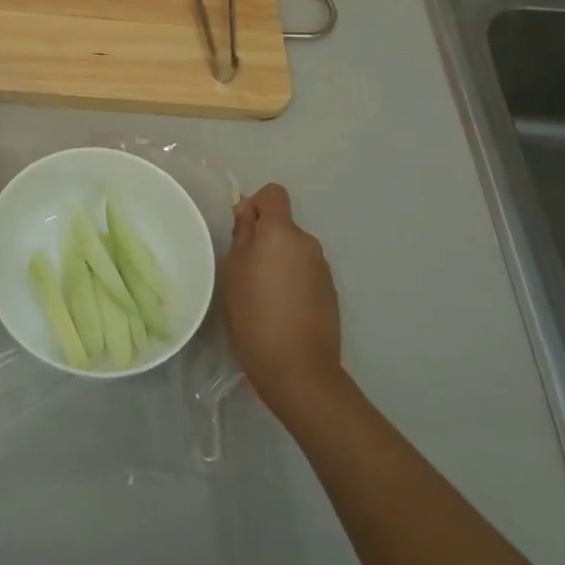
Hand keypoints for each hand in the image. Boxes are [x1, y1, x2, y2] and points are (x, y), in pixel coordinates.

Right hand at [221, 183, 341, 423]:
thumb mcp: (233, 271)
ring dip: (279, 262)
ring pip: (294, 251)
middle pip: (283, 226)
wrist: (299, 370)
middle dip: (265, 239)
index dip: (256, 205)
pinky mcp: (331, 294)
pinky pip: (305, 273)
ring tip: (262, 297)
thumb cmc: (254, 315)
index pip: (274, 194)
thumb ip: (242, 234)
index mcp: (281, 232)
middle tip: (244, 271)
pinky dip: (293, 282)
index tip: (242, 231)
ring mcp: (323, 269)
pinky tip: (281, 312)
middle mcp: (307, 243)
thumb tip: (247, 209)